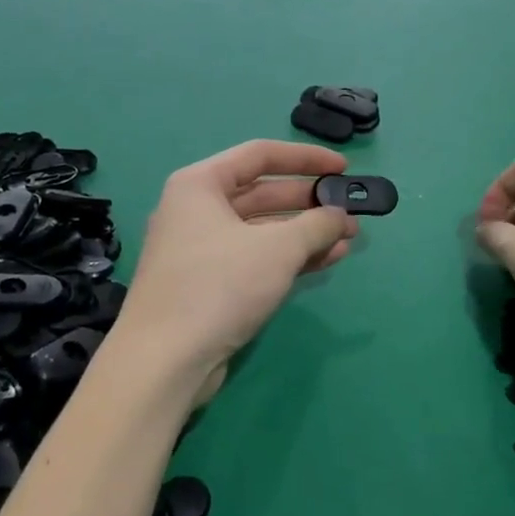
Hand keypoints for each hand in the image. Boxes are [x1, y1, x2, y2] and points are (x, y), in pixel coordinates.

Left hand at [115, 141, 358, 401]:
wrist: (164, 361)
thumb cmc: (219, 285)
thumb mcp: (278, 248)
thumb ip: (316, 225)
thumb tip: (339, 216)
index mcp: (200, 184)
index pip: (260, 154)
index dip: (305, 159)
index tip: (343, 168)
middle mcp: (196, 209)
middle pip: (262, 193)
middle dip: (309, 203)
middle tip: (350, 211)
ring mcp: (201, 249)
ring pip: (262, 229)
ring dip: (305, 233)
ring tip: (348, 239)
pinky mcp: (209, 283)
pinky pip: (255, 257)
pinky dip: (289, 257)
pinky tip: (327, 260)